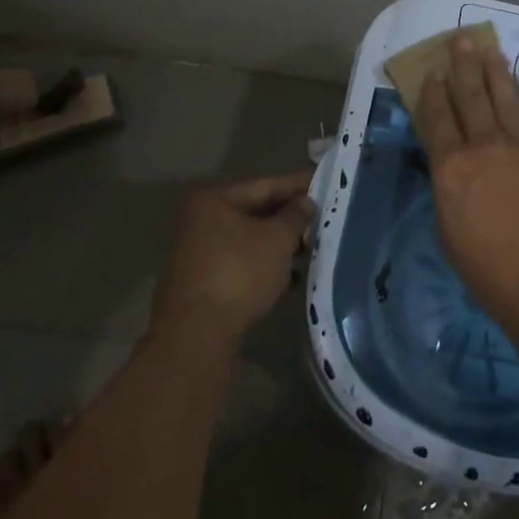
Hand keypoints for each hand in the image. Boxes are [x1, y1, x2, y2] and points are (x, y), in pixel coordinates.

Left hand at [153, 172, 315, 344]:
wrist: (196, 336)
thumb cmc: (240, 273)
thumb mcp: (278, 239)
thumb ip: (296, 215)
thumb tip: (305, 202)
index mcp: (213, 201)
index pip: (264, 186)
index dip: (296, 185)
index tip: (322, 182)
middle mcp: (199, 222)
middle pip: (253, 213)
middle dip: (288, 219)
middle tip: (319, 218)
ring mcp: (196, 255)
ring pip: (247, 241)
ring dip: (277, 246)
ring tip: (308, 250)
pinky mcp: (199, 285)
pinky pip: (239, 265)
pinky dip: (262, 267)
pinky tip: (288, 279)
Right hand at [414, 35, 518, 328]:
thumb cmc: (487, 268)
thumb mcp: (448, 230)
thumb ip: (449, 190)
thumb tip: (453, 168)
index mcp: (452, 167)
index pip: (438, 120)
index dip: (434, 93)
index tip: (433, 71)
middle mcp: (484, 146)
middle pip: (471, 98)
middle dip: (464, 66)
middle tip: (461, 38)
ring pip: (505, 99)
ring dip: (496, 71)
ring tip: (490, 47)